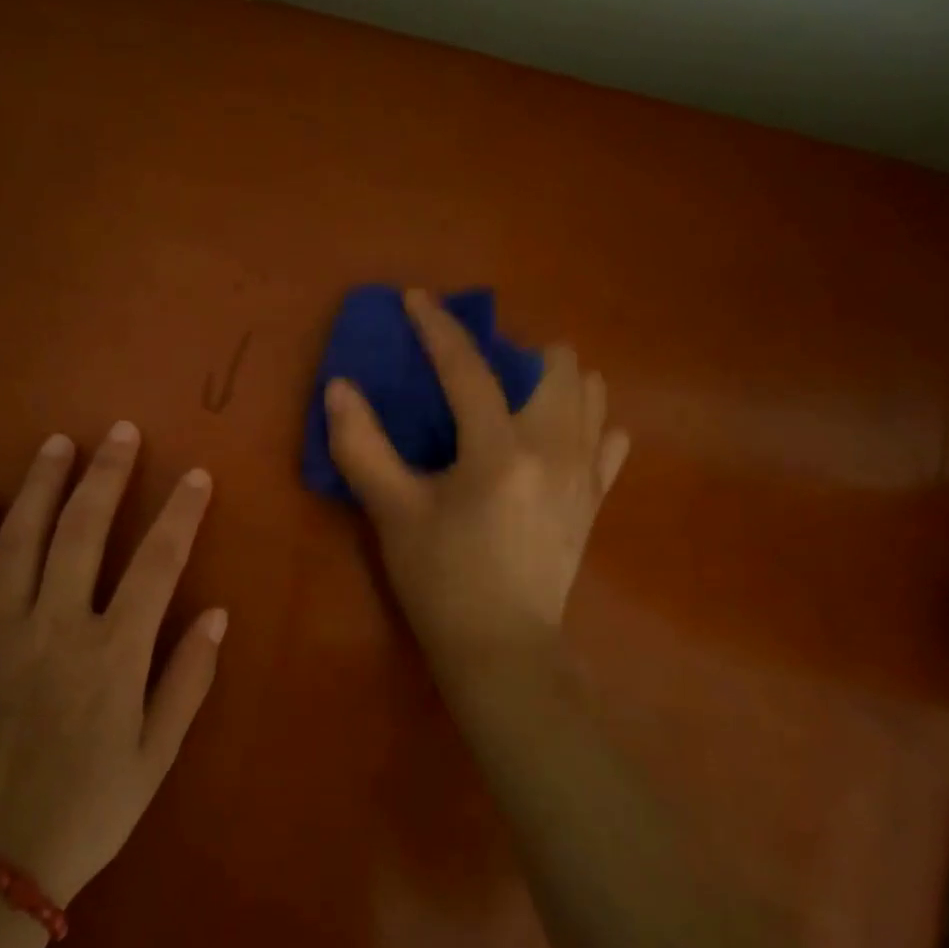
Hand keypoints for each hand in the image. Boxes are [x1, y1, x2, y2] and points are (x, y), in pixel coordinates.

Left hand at [0, 423, 225, 905]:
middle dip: (106, 475)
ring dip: (40, 485)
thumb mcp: (156, 755)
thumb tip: (217, 614)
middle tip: (120, 432)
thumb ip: (187, 679)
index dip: (180, 514)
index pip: (157, 564)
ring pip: (18, 540)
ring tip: (58, 443)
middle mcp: (55, 629)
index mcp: (112, 656)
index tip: (196, 476)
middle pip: (82, 531)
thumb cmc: (88, 808)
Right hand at [324, 289, 629, 686]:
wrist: (501, 648)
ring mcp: (585, 473)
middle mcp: (554, 449)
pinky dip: (585, 424)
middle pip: (557, 364)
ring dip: (553, 382)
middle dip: (514, 353)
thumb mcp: (392, 513)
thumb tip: (339, 388)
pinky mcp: (596, 499)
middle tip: (475, 375)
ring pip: (591, 392)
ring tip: (514, 401)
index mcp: (498, 451)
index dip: (438, 327)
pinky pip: (609, 439)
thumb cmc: (440, 581)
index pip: (468, 368)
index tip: (417, 299)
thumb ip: (362, 446)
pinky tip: (554, 438)